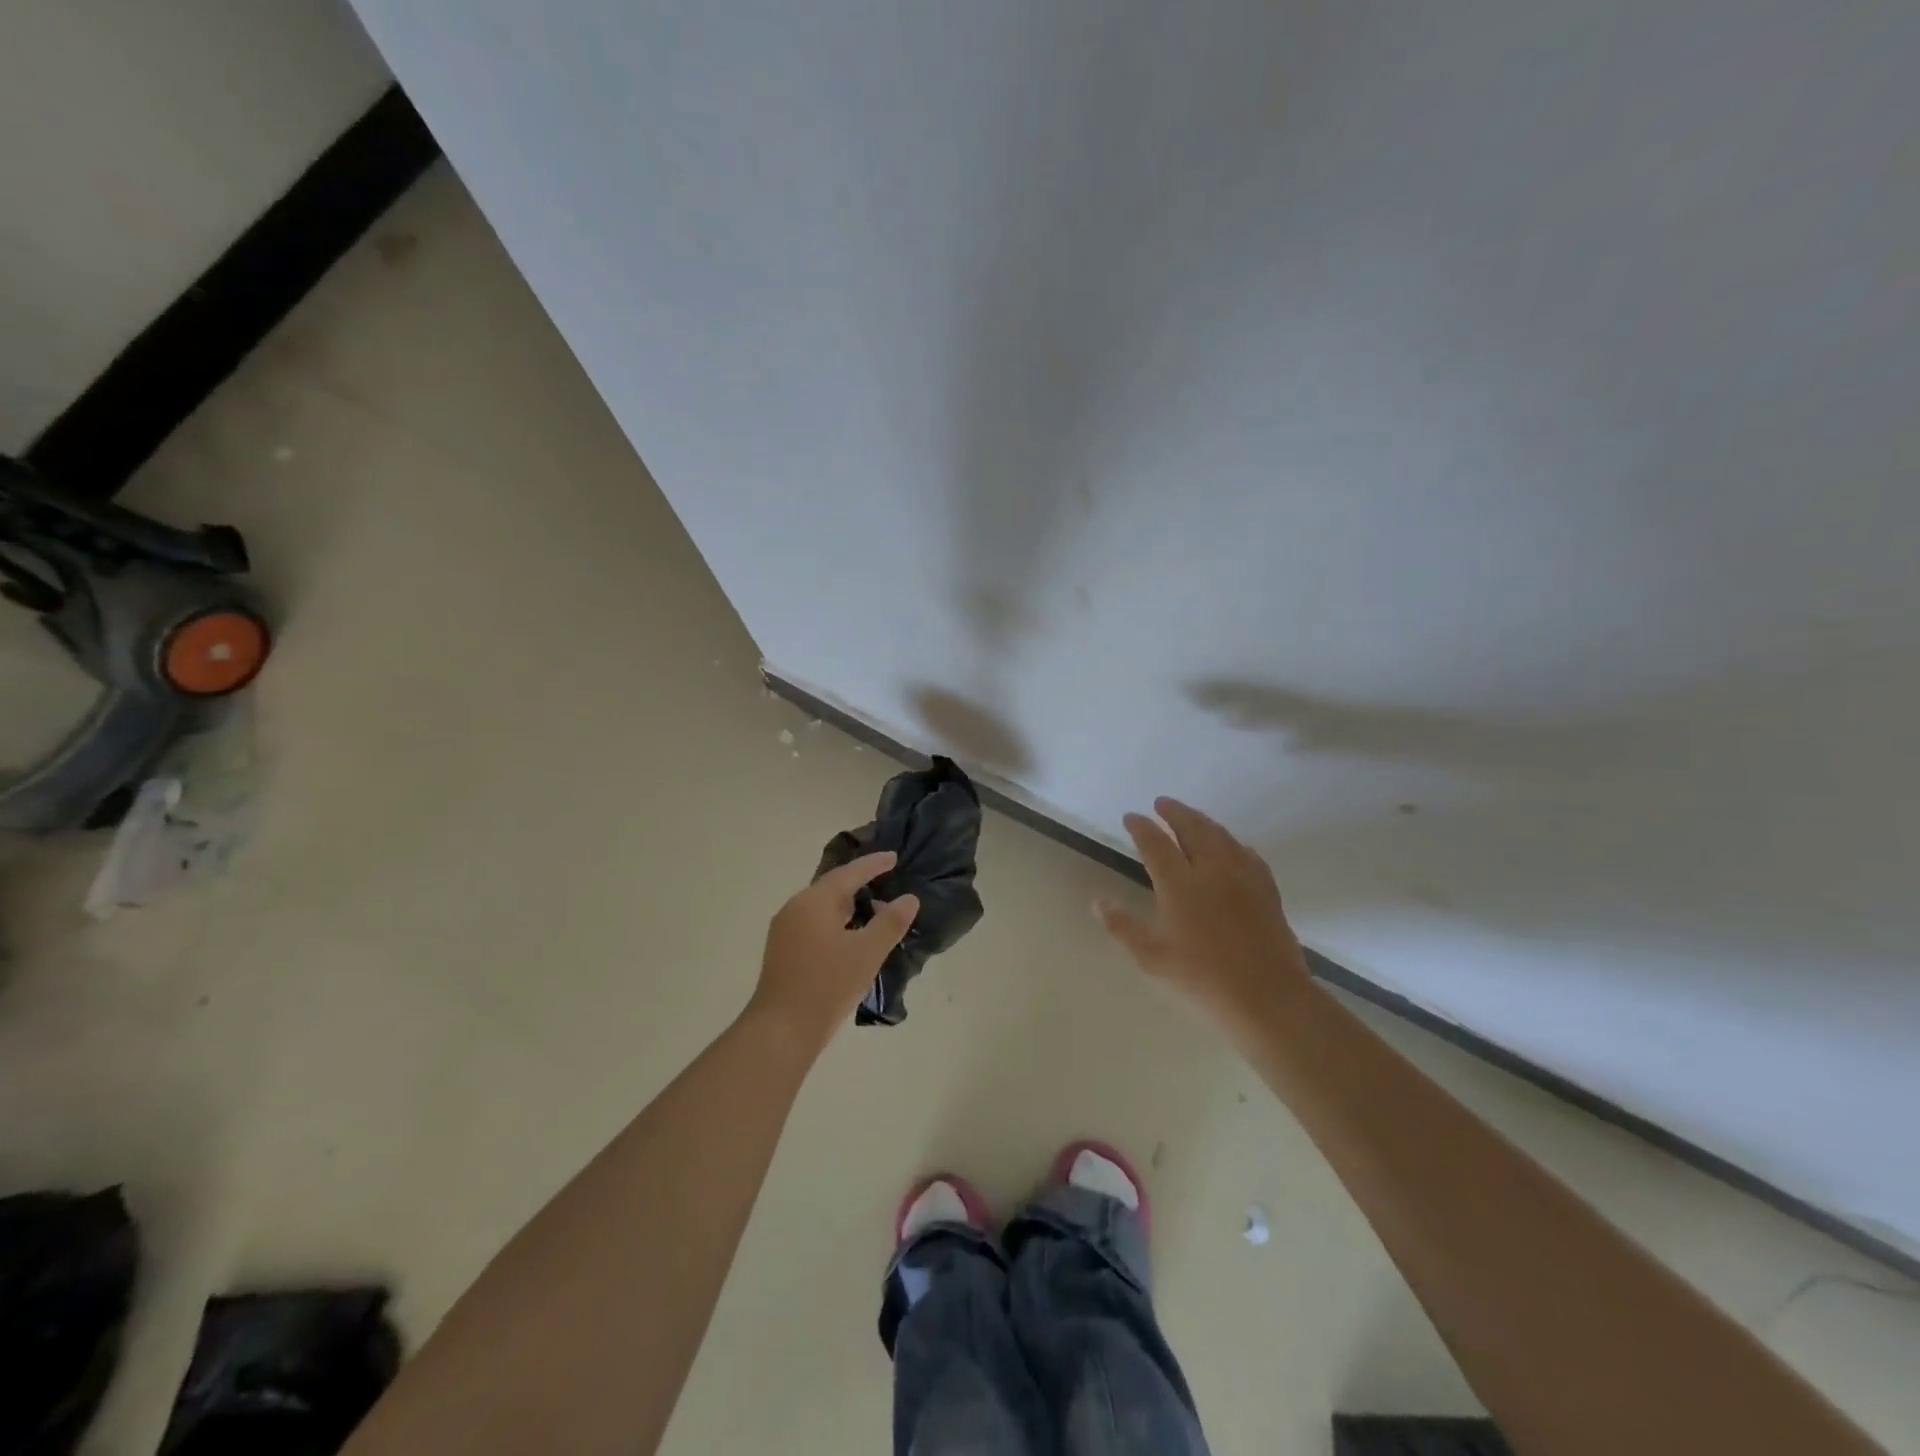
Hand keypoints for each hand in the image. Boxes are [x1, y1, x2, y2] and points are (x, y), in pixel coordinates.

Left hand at [750, 852, 920, 1053]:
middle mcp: (795, 908)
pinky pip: (815, 924)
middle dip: (859, 882)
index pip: (849, 873)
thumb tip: (909, 899)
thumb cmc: (827, 985)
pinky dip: (836, 922)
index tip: (894, 857)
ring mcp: (785, 931)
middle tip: (886, 879)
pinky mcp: (783, 952)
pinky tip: (851, 935)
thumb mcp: (867, 952)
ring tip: (874, 907)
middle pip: (832, 887)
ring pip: (822, 907)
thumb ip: (890, 922)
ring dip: (848, 905)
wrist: (781, 1031)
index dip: (873, 864)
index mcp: (814, 901)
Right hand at [1095, 797, 1311, 1038]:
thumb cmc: (1203, 982)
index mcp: (1180, 885)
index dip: (1142, 828)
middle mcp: (1212, 872)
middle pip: (1193, 829)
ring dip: (1203, 821)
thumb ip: (1123, 927)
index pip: (1156, 844)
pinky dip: (1232, 842)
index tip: (1131, 817)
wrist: (1269, 1001)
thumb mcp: (1152, 959)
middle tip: (1161, 803)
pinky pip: (1247, 854)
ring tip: (1191, 817)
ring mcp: (1244, 879)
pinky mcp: (1267, 892)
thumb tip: (1098, 902)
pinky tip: (1232, 846)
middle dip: (1175, 813)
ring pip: (1222, 837)